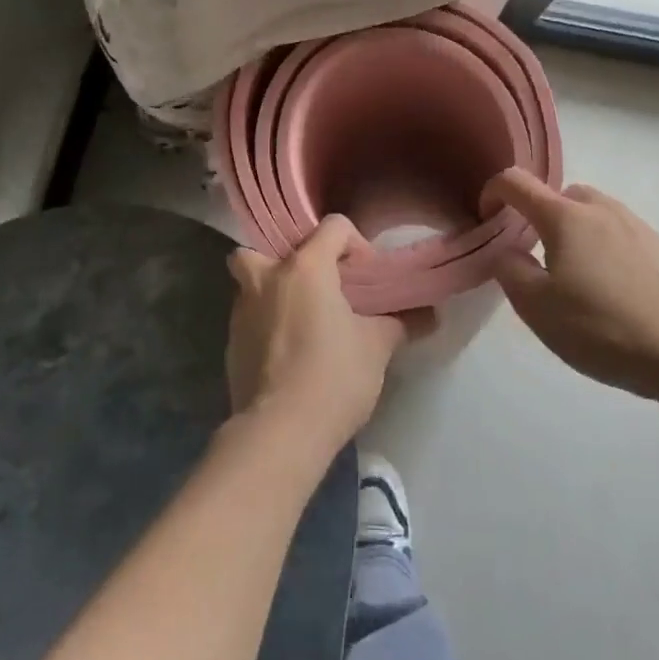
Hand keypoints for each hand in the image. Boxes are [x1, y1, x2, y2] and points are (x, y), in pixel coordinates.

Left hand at [225, 217, 416, 451]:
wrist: (280, 432)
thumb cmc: (333, 377)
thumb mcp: (377, 347)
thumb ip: (399, 323)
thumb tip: (428, 315)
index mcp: (305, 267)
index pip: (333, 226)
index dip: (356, 243)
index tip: (365, 277)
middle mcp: (267, 277)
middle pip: (267, 247)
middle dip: (288, 260)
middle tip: (316, 286)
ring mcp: (242, 310)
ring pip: (251, 282)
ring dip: (273, 292)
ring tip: (302, 321)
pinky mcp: (230, 343)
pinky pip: (248, 317)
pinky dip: (264, 324)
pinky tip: (287, 353)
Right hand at [483, 169, 658, 398]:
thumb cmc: (603, 328)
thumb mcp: (537, 308)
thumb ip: (511, 271)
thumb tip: (507, 251)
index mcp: (564, 216)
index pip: (516, 183)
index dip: (493, 192)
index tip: (486, 218)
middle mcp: (601, 209)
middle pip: (559, 196)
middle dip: (540, 217)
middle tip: (537, 258)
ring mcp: (637, 225)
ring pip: (593, 215)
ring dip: (576, 233)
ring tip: (577, 278)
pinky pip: (621, 235)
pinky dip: (606, 249)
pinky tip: (614, 292)